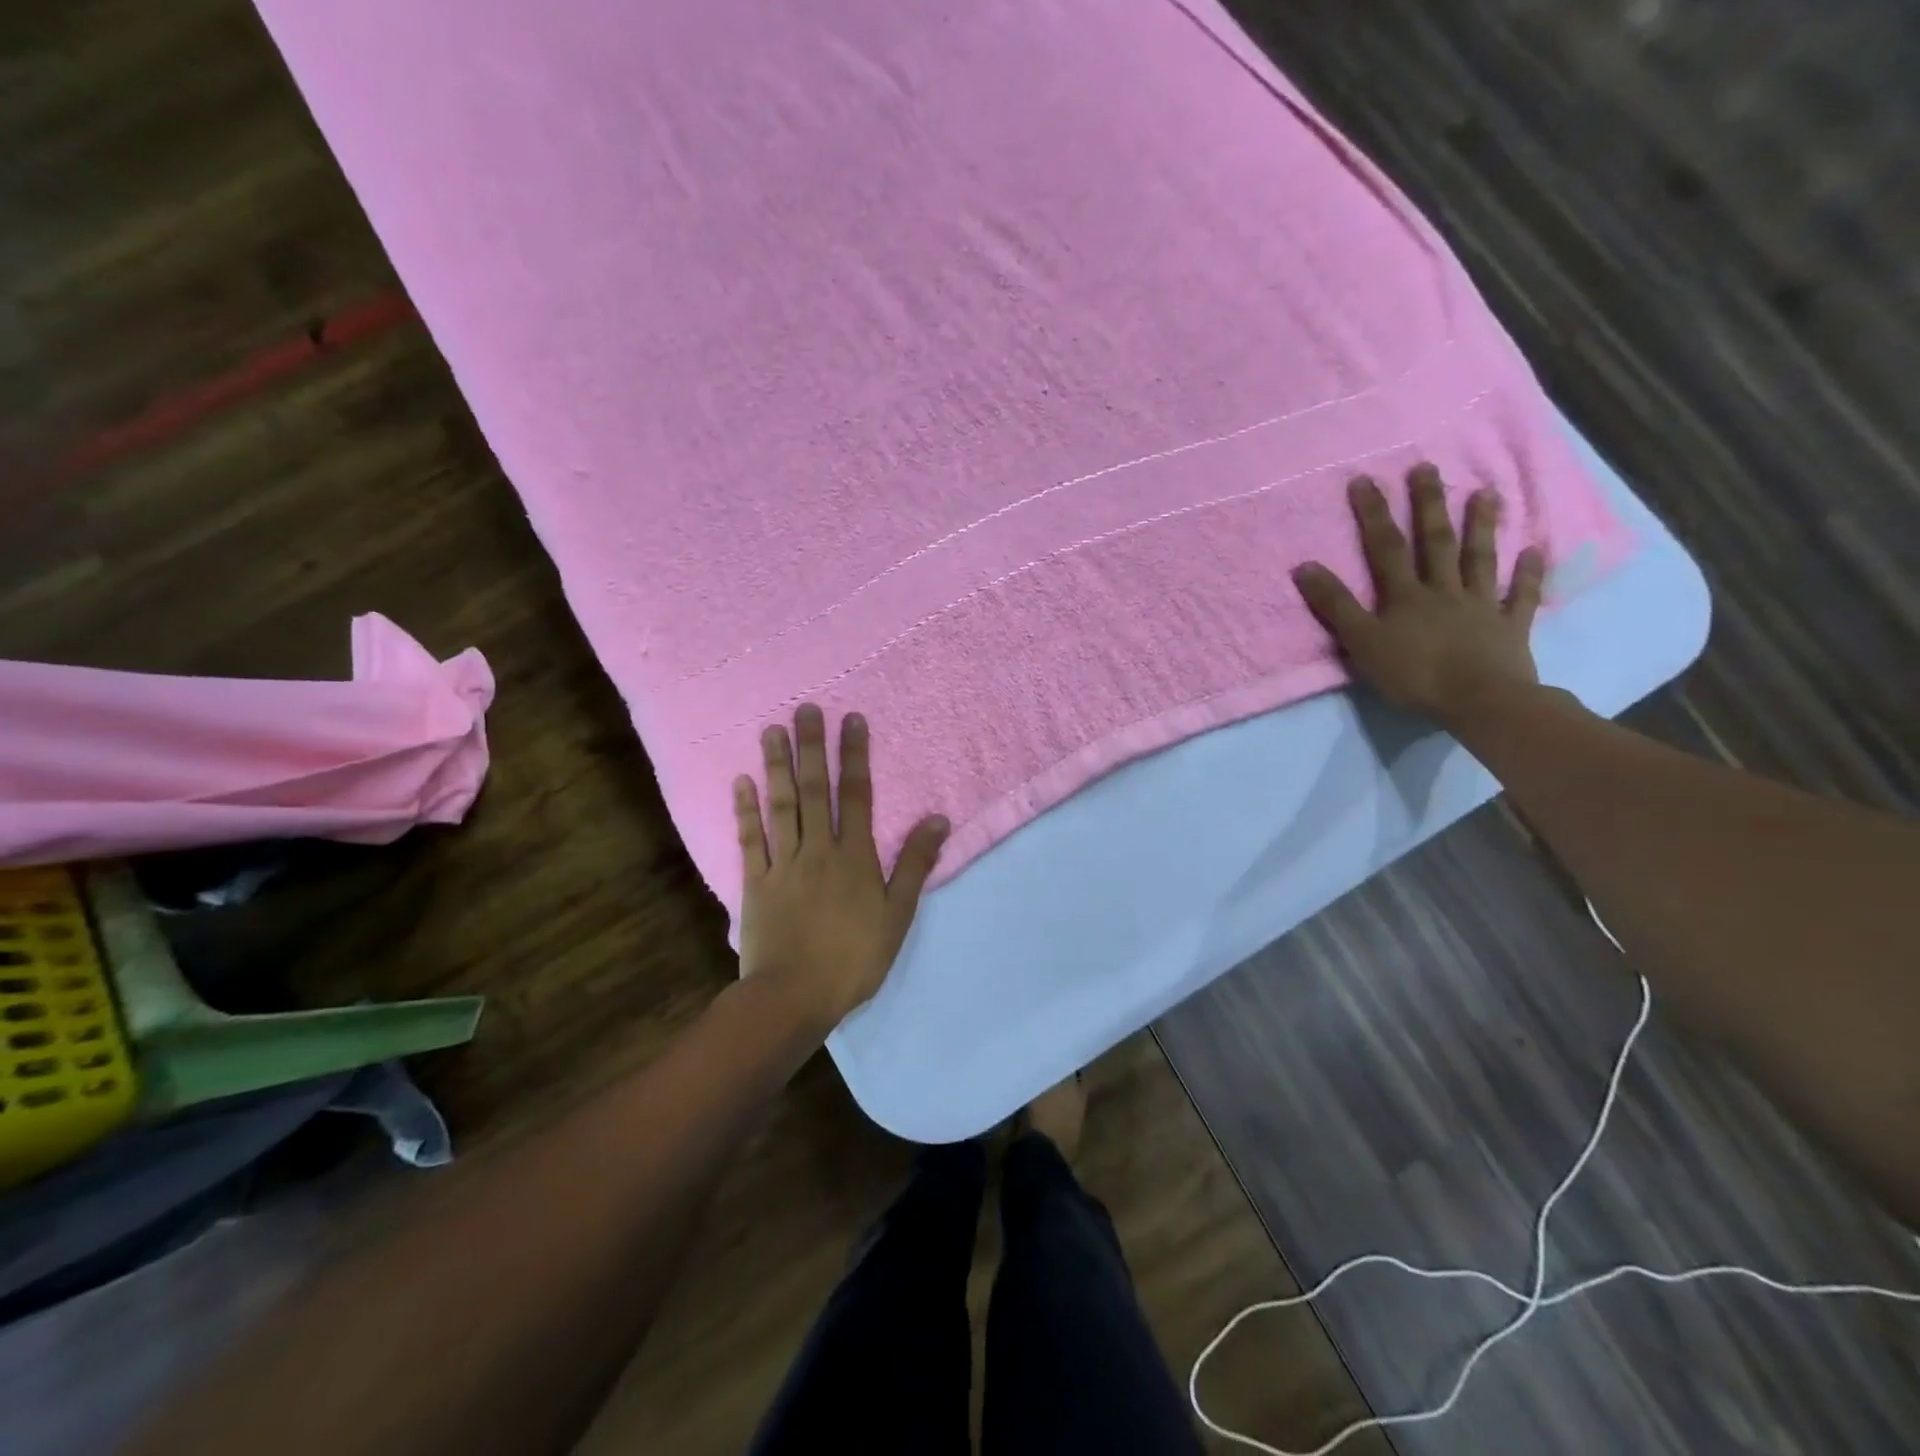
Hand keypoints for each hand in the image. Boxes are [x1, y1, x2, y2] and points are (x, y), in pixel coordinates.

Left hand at [734, 704, 949, 1032]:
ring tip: (771, 730)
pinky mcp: (755, 883)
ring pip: (780, 806)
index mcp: (854, 856)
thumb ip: (914, 864)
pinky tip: (740, 781)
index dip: (854, 755)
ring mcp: (783, 864)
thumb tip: (937, 819)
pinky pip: (750, 840)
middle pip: (814, 790)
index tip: (851, 720)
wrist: (793, 997)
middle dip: (811, 747)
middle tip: (805, 709)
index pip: (856, 795)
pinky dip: (745, 810)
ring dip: (776, 766)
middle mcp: (818, 849)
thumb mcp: (897, 915)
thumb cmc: (854, 959)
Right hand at [1292, 464, 1545, 725]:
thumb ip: (1335, 606)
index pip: (1385, 548)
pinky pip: (1521, 596)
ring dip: (1481, 526)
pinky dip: (1528, 574)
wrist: (1480, 701)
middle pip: (1435, 542)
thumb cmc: (1414, 675)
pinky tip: (1534, 551)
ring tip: (1485, 493)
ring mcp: (1480, 606)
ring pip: (1479, 559)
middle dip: (1428, 505)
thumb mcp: (1361, 643)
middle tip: (1427, 468)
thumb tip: (1304, 566)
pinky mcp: (1509, 627)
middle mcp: (1443, 591)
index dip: (1373, 514)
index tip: (1365, 479)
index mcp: (1405, 596)